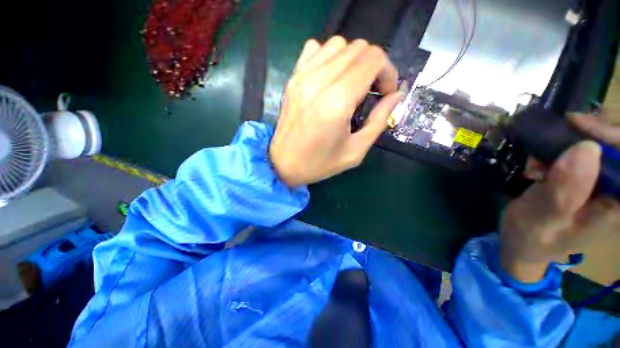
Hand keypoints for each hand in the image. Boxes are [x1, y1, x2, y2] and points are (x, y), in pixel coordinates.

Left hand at [269, 36, 401, 186]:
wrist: (284, 164)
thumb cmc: (320, 163)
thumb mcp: (356, 151)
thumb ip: (379, 120)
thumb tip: (396, 94)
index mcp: (337, 102)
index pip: (374, 59)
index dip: (388, 72)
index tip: (385, 93)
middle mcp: (319, 82)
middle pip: (359, 48)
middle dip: (374, 66)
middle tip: (371, 91)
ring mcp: (302, 77)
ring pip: (338, 44)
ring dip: (353, 60)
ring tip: (352, 84)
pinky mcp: (293, 78)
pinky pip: (315, 49)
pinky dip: (329, 57)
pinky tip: (331, 78)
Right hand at [500, 112, 619, 282]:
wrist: (521, 241)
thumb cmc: (532, 236)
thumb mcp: (544, 219)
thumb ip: (565, 192)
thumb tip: (587, 149)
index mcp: (618, 205)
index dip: (613, 136)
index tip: (579, 125)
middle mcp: (615, 191)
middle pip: (616, 147)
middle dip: (589, 135)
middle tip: (559, 132)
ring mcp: (600, 184)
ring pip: (598, 145)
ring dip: (570, 142)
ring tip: (541, 157)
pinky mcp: (583, 178)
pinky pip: (580, 151)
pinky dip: (558, 149)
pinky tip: (538, 162)